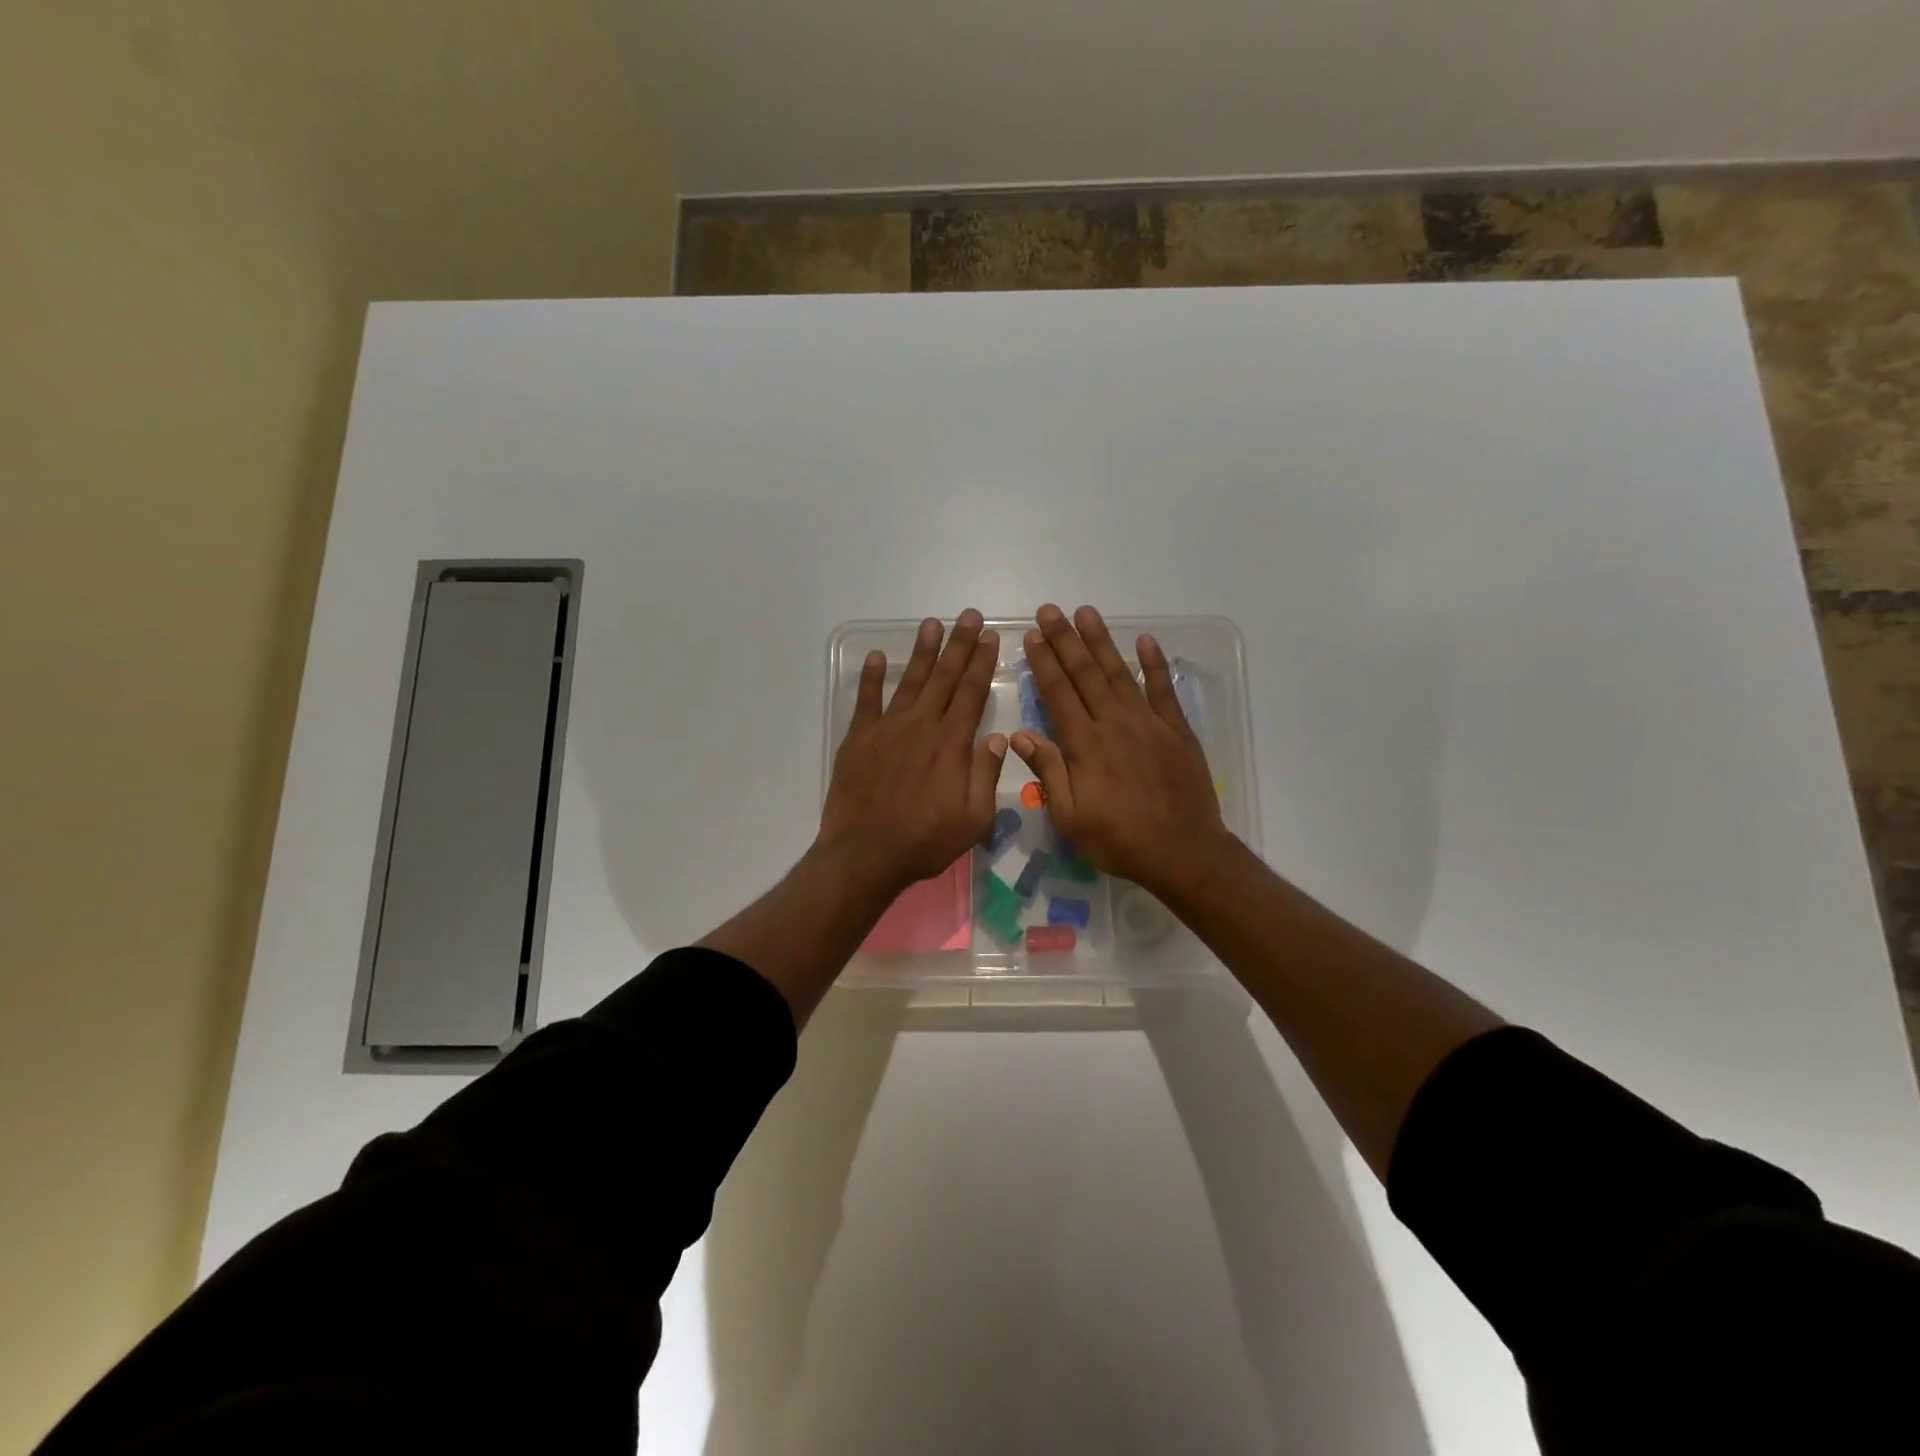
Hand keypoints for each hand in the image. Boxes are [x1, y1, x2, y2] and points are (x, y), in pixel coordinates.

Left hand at [818, 610, 1007, 901]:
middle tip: (968, 615)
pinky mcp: (859, 739)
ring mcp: (887, 729)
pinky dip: (871, 677)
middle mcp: (921, 726)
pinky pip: (866, 700)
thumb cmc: (925, 841)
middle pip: (944, 677)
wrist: (866, 854)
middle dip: (958, 644)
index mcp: (951, 744)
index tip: (989, 637)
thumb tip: (997, 738)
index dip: (981, 663)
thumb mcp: (974, 819)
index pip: (971, 693)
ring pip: (909, 681)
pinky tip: (876, 657)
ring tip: (931, 624)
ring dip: (922, 651)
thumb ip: (986, 775)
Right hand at [1011, 604, 1232, 898]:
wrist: (1183, 852)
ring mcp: (1148, 723)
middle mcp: (1114, 723)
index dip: (1044, 663)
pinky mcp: (1176, 730)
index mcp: (1084, 744)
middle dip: (1065, 640)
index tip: (1032, 637)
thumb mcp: (1070, 817)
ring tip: (1086, 613)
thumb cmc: (1119, 840)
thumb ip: (1048, 772)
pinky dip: (1155, 664)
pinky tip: (1146, 641)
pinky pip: (1164, 689)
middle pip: (1085, 673)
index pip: (1058, 693)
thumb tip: (1021, 735)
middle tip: (1050, 611)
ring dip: (1101, 642)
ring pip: (1120, 673)